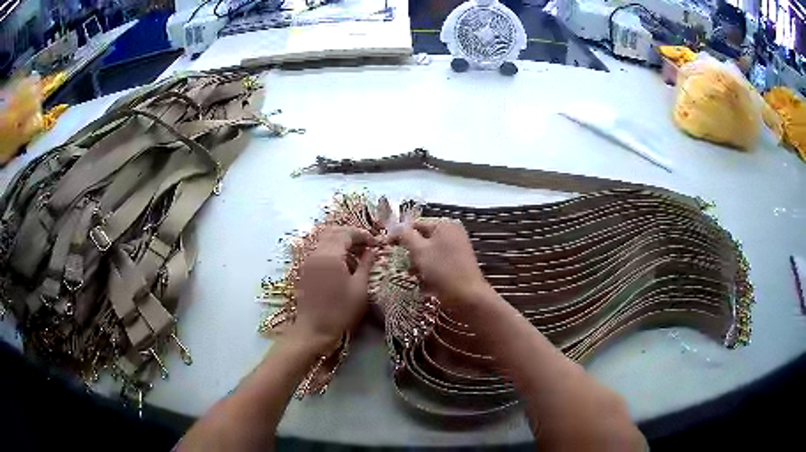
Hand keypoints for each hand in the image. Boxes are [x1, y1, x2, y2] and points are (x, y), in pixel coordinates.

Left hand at [290, 226, 376, 349]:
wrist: (314, 329)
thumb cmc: (340, 311)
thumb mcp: (359, 289)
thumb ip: (366, 265)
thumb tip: (373, 250)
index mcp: (330, 256)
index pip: (346, 233)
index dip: (363, 234)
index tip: (376, 243)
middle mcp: (316, 253)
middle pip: (333, 232)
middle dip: (351, 235)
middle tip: (367, 245)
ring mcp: (309, 261)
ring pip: (325, 240)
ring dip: (342, 242)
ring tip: (358, 255)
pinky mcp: (306, 269)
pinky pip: (320, 251)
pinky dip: (333, 251)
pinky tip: (344, 264)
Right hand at [389, 220, 491, 308]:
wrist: (468, 296)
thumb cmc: (442, 270)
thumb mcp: (419, 250)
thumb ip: (405, 235)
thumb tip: (396, 227)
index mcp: (444, 225)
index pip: (415, 225)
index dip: (400, 235)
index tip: (387, 248)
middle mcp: (452, 233)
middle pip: (422, 239)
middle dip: (411, 252)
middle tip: (404, 265)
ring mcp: (457, 248)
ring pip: (429, 252)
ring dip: (418, 263)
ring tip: (415, 275)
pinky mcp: (458, 263)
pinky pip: (438, 262)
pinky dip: (429, 270)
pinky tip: (425, 282)